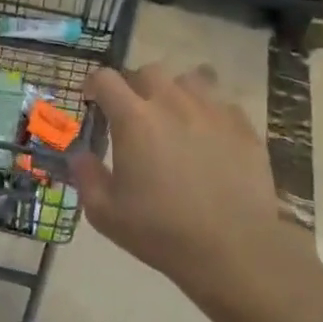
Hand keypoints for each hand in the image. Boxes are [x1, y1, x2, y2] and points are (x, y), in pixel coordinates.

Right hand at [69, 63, 321, 310]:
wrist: (234, 250)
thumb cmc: (161, 232)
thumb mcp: (105, 212)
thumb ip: (86, 175)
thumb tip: (79, 154)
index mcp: (133, 119)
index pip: (105, 79)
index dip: (93, 86)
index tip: (92, 102)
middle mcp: (172, 103)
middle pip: (147, 71)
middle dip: (133, 86)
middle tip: (132, 113)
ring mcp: (212, 111)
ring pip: (188, 79)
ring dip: (173, 91)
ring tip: (173, 116)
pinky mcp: (243, 126)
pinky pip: (221, 101)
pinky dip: (207, 110)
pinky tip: (206, 134)